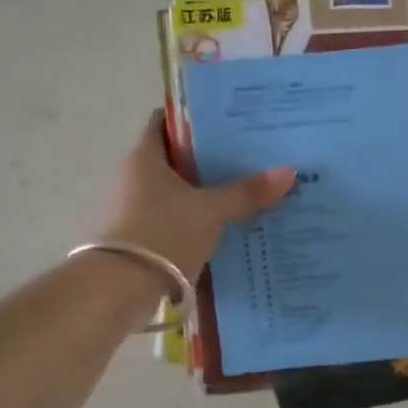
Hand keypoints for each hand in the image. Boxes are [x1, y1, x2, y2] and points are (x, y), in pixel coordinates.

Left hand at [99, 111, 295, 279]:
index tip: (227, 120)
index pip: (165, 121)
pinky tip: (222, 225)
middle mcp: (132, 176)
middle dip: (207, 157)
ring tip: (241, 190)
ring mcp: (130, 207)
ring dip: (201, 190)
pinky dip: (193, 217)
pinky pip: (170, 216)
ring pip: (173, 189)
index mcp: (144, 156)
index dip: (194, 117)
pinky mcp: (135, 236)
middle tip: (246, 156)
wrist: (118, 290)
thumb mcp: (211, 211)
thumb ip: (246, 192)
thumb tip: (289, 171)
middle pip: (174, 156)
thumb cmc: (162, 234)